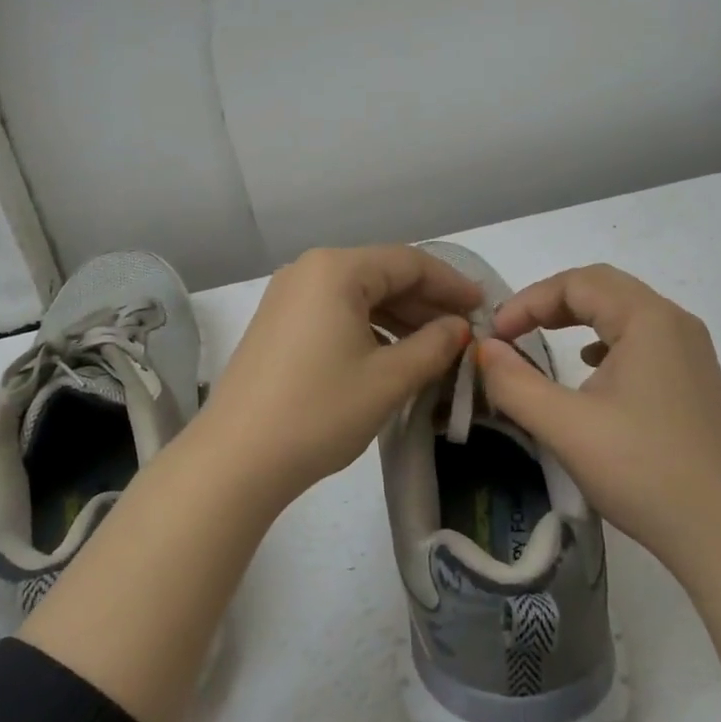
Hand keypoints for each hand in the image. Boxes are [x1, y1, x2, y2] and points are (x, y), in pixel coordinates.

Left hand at [191, 246, 479, 503]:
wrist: (237, 459)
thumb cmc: (319, 411)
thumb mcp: (388, 379)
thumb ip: (433, 346)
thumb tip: (459, 328)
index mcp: (336, 269)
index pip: (409, 262)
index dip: (451, 284)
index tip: (484, 308)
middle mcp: (308, 270)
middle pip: (382, 274)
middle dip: (426, 302)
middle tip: (464, 330)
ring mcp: (288, 297)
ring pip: (359, 295)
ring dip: (400, 317)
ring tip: (436, 346)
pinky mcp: (278, 324)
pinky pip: (336, 312)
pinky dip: (370, 328)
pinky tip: (393, 354)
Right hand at [477, 264, 720, 578]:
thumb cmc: (642, 470)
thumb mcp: (565, 426)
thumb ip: (514, 382)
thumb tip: (483, 349)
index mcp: (648, 319)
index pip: (577, 283)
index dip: (528, 301)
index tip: (494, 336)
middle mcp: (674, 323)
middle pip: (603, 288)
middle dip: (551, 303)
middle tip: (512, 331)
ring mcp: (690, 352)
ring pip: (624, 312)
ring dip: (578, 317)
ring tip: (542, 340)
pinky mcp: (694, 380)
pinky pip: (641, 339)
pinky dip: (605, 340)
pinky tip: (590, 370)